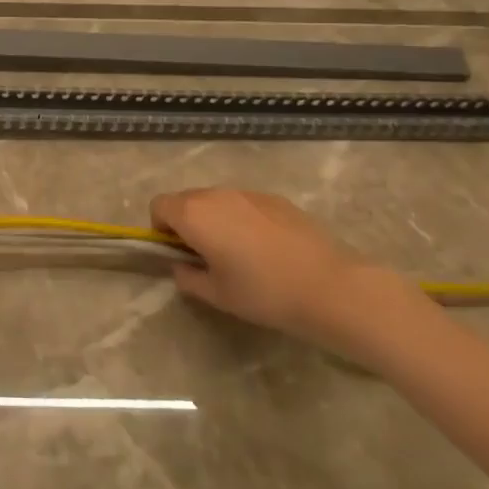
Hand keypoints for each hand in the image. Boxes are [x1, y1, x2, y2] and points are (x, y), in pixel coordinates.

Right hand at [151, 188, 401, 353]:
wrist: (329, 286)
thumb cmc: (263, 293)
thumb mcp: (216, 295)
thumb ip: (188, 277)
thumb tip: (180, 266)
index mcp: (194, 214)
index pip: (158, 205)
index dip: (160, 228)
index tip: (177, 253)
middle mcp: (216, 194)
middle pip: (186, 199)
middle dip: (186, 222)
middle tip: (205, 256)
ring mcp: (248, 193)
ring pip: (216, 199)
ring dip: (215, 219)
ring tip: (238, 253)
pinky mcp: (275, 198)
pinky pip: (244, 203)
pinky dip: (242, 219)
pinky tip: (266, 248)